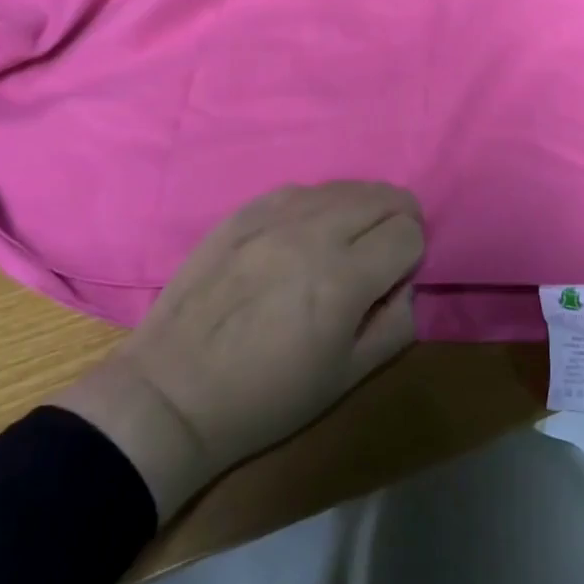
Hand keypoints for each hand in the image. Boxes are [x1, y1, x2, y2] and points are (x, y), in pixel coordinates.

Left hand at [52, 182, 423, 519]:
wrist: (173, 391)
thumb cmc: (266, 398)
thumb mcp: (347, 379)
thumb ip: (396, 324)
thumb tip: (403, 283)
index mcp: (344, 279)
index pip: (408, 233)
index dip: (410, 256)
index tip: (392, 280)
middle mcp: (314, 232)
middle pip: (384, 195)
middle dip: (396, 220)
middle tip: (378, 255)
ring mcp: (275, 215)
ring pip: (345, 186)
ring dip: (358, 210)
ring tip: (340, 245)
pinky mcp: (244, 211)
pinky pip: (301, 190)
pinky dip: (317, 207)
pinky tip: (299, 237)